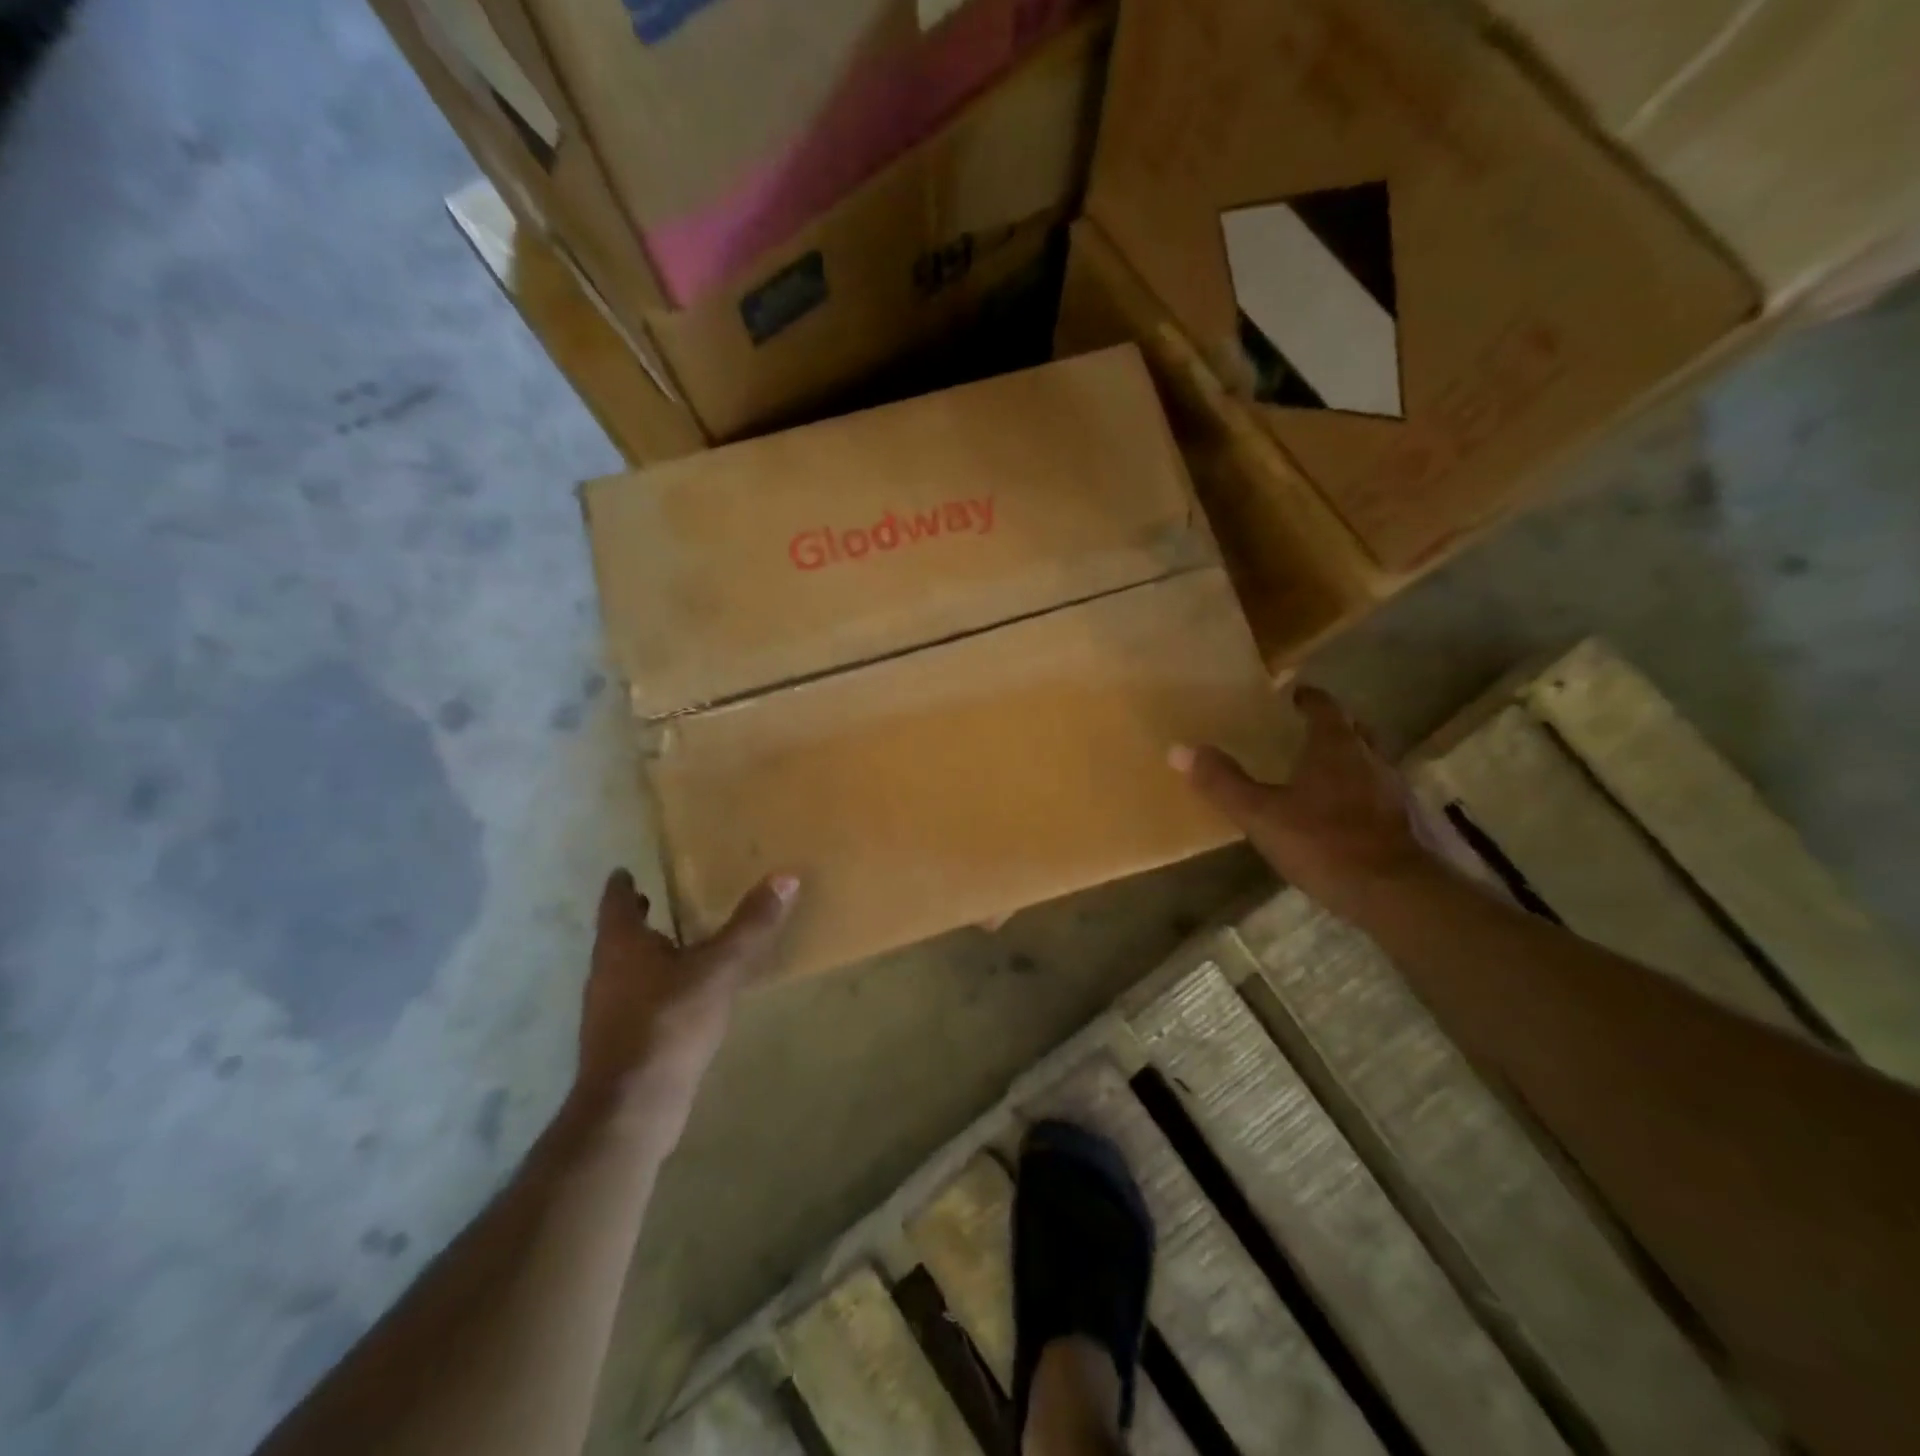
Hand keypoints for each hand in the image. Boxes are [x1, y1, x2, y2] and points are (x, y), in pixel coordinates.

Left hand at [573, 869, 797, 1136]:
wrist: (632, 1108)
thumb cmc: (669, 1024)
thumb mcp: (720, 969)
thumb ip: (752, 926)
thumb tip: (785, 876)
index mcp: (622, 945)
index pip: (616, 902)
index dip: (623, 884)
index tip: (629, 869)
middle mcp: (607, 972)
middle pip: (618, 935)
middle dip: (639, 917)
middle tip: (661, 896)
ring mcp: (609, 1010)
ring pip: (627, 968)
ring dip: (648, 952)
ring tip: (682, 941)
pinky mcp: (621, 1041)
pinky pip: (638, 999)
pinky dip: (657, 985)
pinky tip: (685, 995)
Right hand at [1171, 685, 1443, 922]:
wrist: (1393, 893)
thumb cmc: (1323, 842)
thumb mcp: (1260, 814)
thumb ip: (1222, 782)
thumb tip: (1180, 750)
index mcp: (1335, 746)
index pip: (1324, 707)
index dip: (1307, 698)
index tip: (1291, 695)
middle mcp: (1369, 757)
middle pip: (1352, 729)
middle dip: (1331, 725)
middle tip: (1304, 729)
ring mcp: (1392, 789)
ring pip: (1368, 759)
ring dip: (1347, 758)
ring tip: (1319, 769)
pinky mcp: (1403, 820)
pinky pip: (1376, 791)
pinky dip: (1359, 790)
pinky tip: (1340, 811)